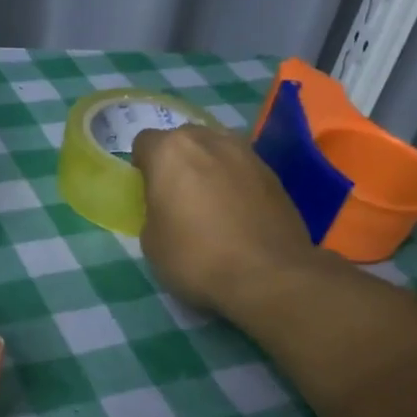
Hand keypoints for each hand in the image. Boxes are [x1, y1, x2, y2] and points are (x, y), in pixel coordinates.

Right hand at [132, 123, 329, 316]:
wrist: (269, 276)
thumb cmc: (196, 258)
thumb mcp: (150, 241)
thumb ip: (154, 209)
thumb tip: (168, 206)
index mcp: (171, 152)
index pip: (144, 142)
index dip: (142, 167)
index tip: (146, 192)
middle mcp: (210, 140)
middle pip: (184, 140)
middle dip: (177, 161)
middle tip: (177, 196)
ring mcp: (247, 154)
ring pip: (217, 150)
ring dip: (209, 168)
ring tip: (210, 203)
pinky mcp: (274, 174)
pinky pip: (243, 170)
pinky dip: (235, 183)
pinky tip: (237, 214)